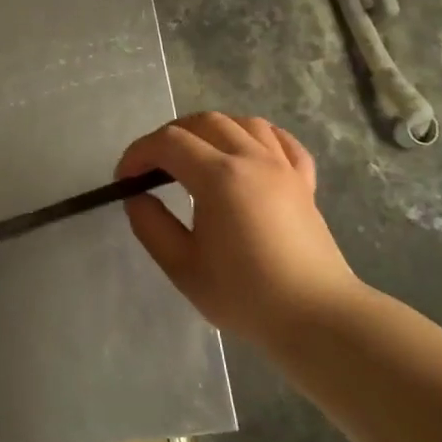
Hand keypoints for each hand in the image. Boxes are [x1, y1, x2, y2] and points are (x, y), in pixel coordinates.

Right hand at [116, 112, 363, 348]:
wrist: (317, 318)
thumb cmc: (245, 295)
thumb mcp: (182, 267)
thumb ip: (151, 225)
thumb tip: (137, 196)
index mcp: (219, 177)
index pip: (168, 143)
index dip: (139, 153)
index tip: (125, 178)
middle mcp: (252, 159)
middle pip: (204, 122)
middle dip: (170, 136)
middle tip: (153, 167)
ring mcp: (283, 167)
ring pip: (243, 123)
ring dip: (210, 130)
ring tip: (195, 156)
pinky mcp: (304, 182)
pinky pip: (280, 141)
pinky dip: (255, 137)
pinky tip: (245, 153)